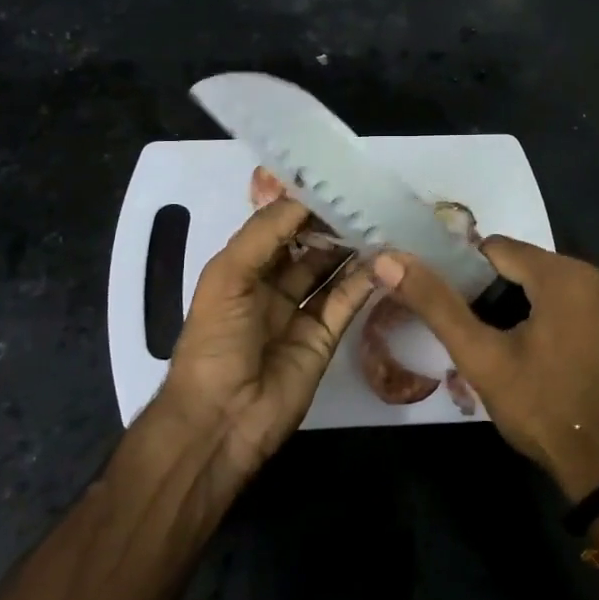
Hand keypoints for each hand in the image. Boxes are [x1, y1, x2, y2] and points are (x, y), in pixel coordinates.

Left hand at [153, 194, 377, 478]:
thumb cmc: (215, 340)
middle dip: (331, 225)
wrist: (222, 418)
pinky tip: (383, 261)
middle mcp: (269, 286)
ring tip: (381, 223)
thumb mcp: (228, 276)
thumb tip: (305, 198)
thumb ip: (265, 234)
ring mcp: (298, 313)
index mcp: (240, 268)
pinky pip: (345, 303)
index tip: (335, 182)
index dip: (301, 206)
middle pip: (306, 247)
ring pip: (329, 272)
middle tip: (366, 200)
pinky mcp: (323, 339)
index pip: (275, 226)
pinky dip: (363, 283)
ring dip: (350, 250)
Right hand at [372, 238, 598, 500]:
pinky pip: (583, 301)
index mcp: (565, 275)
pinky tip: (554, 352)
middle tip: (489, 338)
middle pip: (530, 266)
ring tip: (518, 348)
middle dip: (503, 293)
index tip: (466, 314)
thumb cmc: (538, 406)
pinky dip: (563, 315)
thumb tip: (389, 260)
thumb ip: (435, 303)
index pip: (498, 250)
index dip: (472, 278)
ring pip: (556, 283)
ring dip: (532, 304)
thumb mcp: (480, 356)